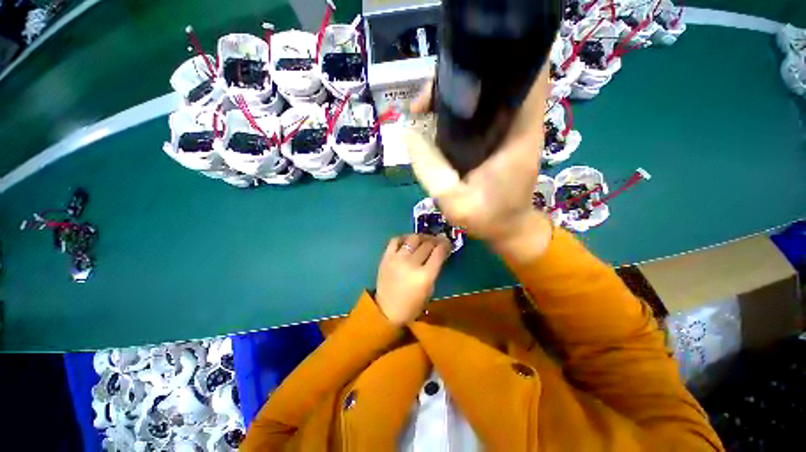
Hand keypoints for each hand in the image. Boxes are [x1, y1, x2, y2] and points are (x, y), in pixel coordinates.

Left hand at [375, 234, 450, 325]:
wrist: (386, 310)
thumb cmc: (412, 305)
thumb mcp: (430, 289)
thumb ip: (434, 270)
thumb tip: (439, 253)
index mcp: (425, 276)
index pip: (438, 253)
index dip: (445, 244)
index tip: (447, 242)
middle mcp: (411, 264)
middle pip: (427, 244)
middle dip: (435, 240)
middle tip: (437, 240)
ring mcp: (397, 259)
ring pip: (413, 239)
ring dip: (421, 237)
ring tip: (424, 239)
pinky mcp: (386, 257)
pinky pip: (395, 240)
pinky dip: (403, 238)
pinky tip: (408, 241)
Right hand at [405, 67, 552, 259]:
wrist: (508, 228)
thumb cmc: (487, 218)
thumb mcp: (453, 201)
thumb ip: (430, 169)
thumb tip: (407, 133)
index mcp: (517, 135)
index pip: (525, 75)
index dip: (497, 57)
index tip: (458, 66)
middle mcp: (519, 124)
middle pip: (497, 78)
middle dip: (461, 77)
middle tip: (426, 99)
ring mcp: (509, 130)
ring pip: (486, 93)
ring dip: (456, 93)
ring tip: (425, 108)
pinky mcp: (499, 138)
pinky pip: (480, 112)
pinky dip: (459, 109)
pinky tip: (437, 120)